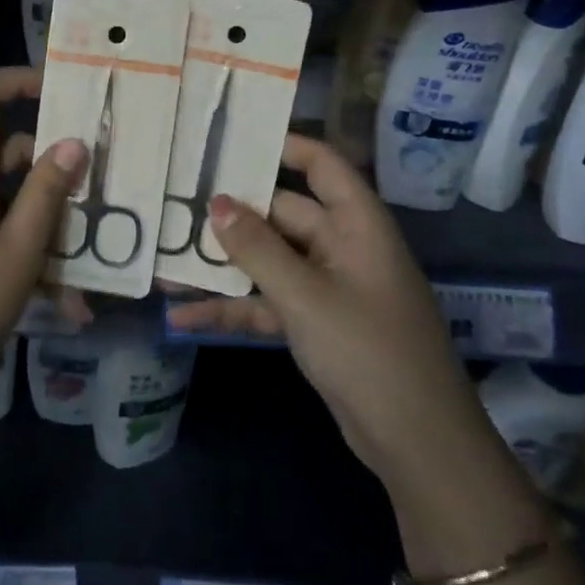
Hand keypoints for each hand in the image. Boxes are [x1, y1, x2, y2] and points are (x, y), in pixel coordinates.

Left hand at [0, 67, 86, 448]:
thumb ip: (48, 191)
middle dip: (45, 158)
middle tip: (93, 180)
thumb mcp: (21, 248)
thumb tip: (73, 143)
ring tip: (83, 243)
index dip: (17, 80)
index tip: (61, 91)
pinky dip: (19, 233)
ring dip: (38, 206)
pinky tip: (56, 283)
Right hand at [173, 134, 495, 485]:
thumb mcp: (306, 296)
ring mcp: (327, 286)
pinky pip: (267, 301)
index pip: (321, 164)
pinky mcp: (315, 322)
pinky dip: (233, 306)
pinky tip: (184, 316)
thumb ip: (256, 248)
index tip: (230, 138)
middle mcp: (342, 246)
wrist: (418, 446)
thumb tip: (214, 202)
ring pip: (268, 259)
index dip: (282, 145)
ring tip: (167, 257)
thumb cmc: (369, 352)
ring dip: (224, 264)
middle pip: (282, 212)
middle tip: (176, 199)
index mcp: (356, 224)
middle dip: (232, 212)